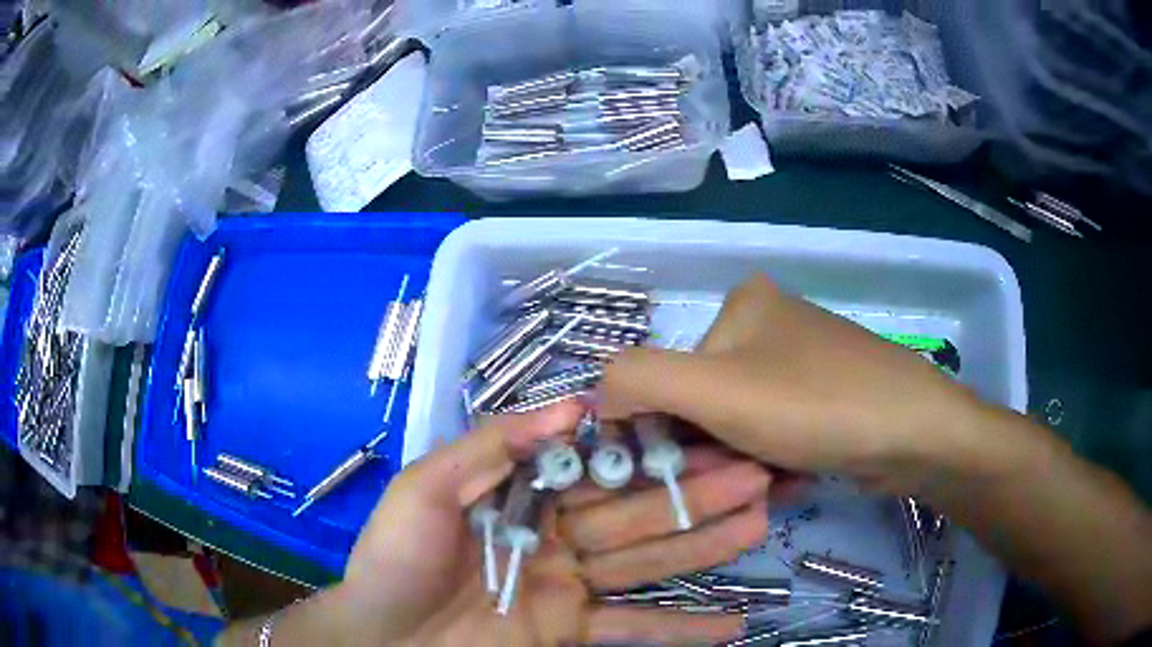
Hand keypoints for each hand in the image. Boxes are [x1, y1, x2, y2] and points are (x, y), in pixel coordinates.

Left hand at [333, 400, 770, 645]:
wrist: (380, 637)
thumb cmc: (395, 559)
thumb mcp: (428, 488)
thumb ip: (494, 446)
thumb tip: (574, 404)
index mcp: (525, 494)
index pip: (603, 468)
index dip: (655, 453)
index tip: (709, 436)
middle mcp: (557, 536)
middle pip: (638, 513)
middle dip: (698, 495)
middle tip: (760, 475)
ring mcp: (569, 587)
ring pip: (647, 562)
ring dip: (704, 546)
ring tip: (759, 524)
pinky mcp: (570, 631)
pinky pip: (633, 628)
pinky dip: (681, 630)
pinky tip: (730, 624)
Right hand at [601, 274, 992, 495]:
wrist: (914, 432)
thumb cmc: (815, 405)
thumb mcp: (714, 389)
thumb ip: (638, 380)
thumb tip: (601, 398)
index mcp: (739, 307)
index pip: (669, 375)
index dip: (665, 430)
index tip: (684, 474)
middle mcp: (768, 325)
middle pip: (707, 403)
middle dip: (713, 453)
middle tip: (740, 479)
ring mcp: (801, 361)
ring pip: (740, 425)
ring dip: (742, 464)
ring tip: (772, 480)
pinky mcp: (824, 395)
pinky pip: (775, 433)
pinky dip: (772, 461)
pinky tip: (793, 477)